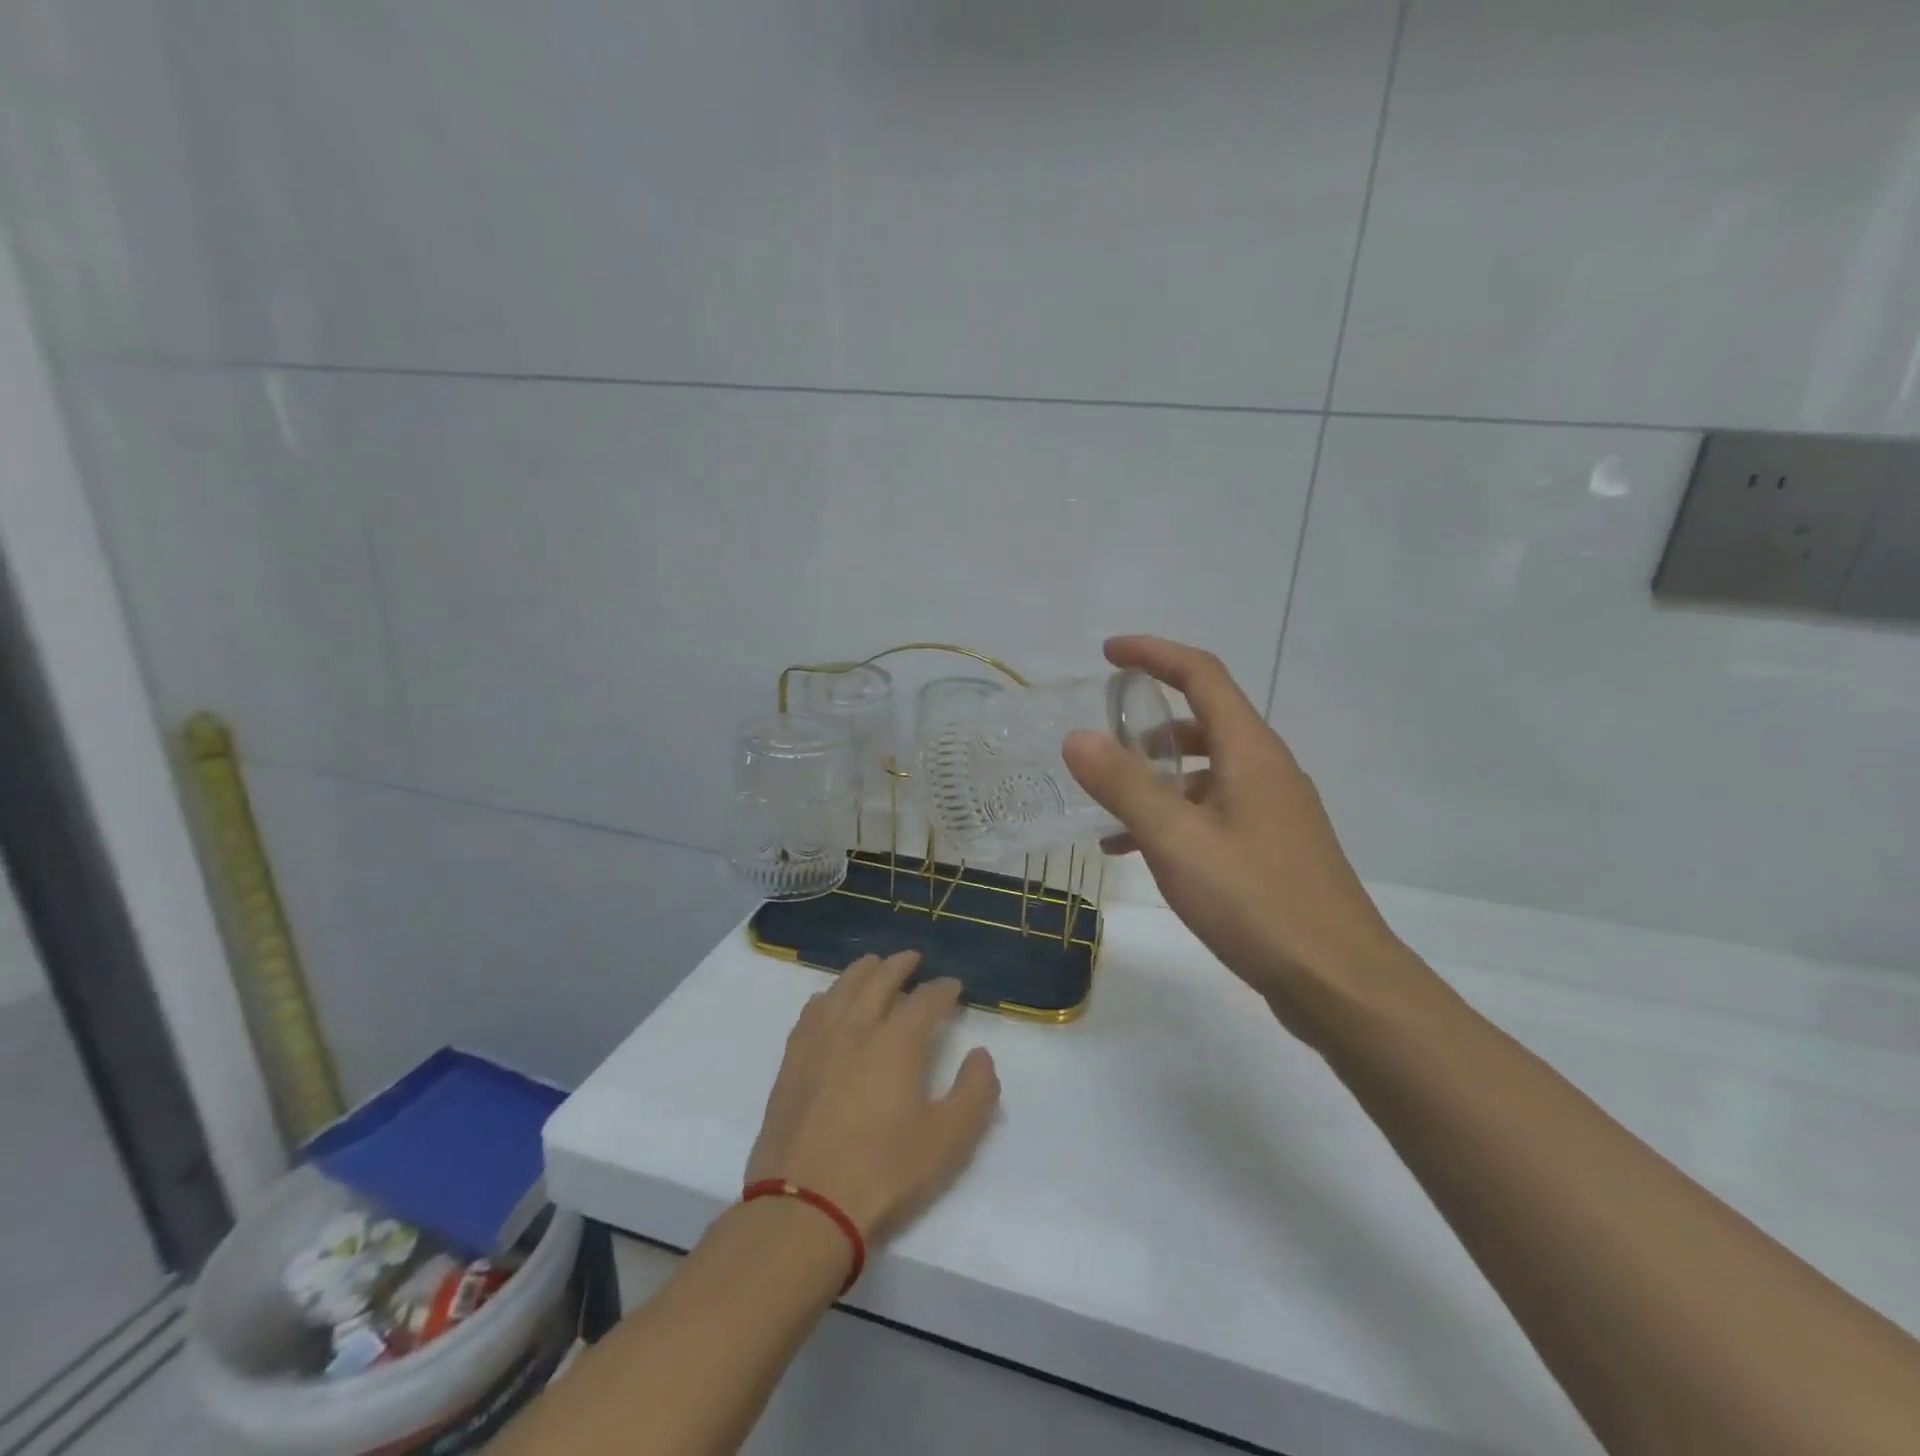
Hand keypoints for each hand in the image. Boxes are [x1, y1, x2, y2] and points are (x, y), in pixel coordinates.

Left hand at [745, 951, 1000, 1245]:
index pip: (926, 999)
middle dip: (901, 965)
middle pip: (879, 979)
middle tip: (914, 958)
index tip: (954, 987)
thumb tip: (981, 1055)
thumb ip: (975, 1092)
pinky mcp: (792, 1061)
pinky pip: (812, 1011)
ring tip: (874, 966)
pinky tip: (830, 1001)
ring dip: (863, 971)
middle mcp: (856, 1027)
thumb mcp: (948, 1141)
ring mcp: (818, 1041)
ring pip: (842, 987)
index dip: (944, 989)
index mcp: (897, 1042)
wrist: (804, 1208)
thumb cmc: (883, 1173)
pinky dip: (829, 996)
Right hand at [1063, 636, 1416, 1034]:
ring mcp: (1274, 810)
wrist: (1338, 982)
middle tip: (1102, 739)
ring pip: (1205, 772)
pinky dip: (1174, 816)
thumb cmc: (1256, 902)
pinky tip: (1137, 852)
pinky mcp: (1272, 847)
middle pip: (1204, 720)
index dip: (1154, 654)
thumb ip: (1124, 785)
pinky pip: (1213, 811)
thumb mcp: (1177, 841)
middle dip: (1149, 722)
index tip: (1107, 653)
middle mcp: (1266, 769)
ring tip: (1107, 808)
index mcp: (1250, 752)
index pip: (1201, 675)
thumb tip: (1078, 736)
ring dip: (1157, 778)